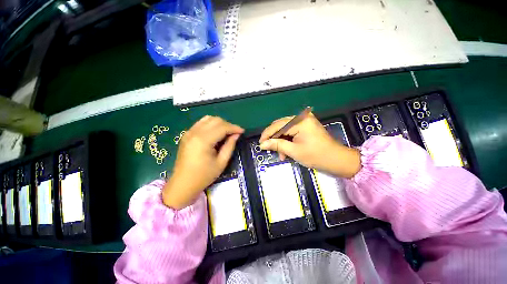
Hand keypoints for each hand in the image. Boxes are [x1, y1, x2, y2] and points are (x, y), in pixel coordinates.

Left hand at [163, 116, 243, 208]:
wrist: (183, 183)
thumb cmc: (204, 176)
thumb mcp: (221, 163)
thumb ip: (230, 146)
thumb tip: (236, 135)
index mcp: (203, 141)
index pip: (222, 127)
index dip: (234, 128)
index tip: (242, 131)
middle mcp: (195, 132)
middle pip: (215, 120)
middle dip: (228, 125)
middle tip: (235, 133)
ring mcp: (189, 132)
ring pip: (208, 119)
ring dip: (220, 123)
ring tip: (226, 133)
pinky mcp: (186, 134)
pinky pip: (201, 123)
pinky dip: (211, 124)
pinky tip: (215, 133)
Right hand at [259, 113, 360, 177]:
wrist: (337, 159)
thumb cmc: (316, 156)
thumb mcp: (294, 151)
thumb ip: (277, 145)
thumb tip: (262, 144)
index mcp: (300, 121)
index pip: (277, 126)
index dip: (267, 134)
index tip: (260, 143)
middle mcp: (301, 117)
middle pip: (280, 126)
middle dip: (274, 138)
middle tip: (268, 148)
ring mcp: (304, 121)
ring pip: (285, 129)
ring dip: (280, 141)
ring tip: (280, 154)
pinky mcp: (306, 126)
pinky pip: (291, 131)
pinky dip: (287, 140)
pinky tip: (286, 150)